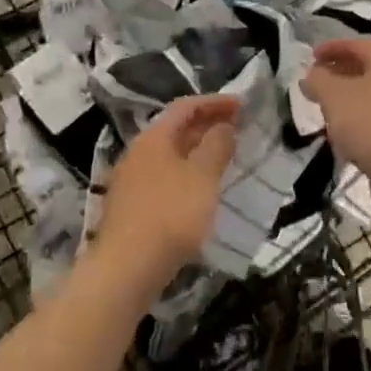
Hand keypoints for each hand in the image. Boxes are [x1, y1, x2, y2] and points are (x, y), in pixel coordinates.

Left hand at [96, 94, 238, 289]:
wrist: (127, 268)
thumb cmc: (170, 214)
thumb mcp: (203, 176)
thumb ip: (217, 145)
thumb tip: (224, 125)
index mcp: (153, 137)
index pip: (186, 107)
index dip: (215, 102)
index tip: (243, 106)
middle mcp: (139, 153)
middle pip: (176, 129)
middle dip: (209, 125)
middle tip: (239, 129)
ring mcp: (133, 181)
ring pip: (172, 155)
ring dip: (199, 151)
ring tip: (227, 157)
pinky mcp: (134, 207)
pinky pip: (167, 178)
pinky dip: (189, 174)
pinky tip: (204, 190)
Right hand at [301, 38, 370, 182]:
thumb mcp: (335, 97)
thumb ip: (319, 81)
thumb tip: (312, 75)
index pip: (359, 44)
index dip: (333, 47)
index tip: (311, 57)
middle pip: (369, 70)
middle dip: (340, 73)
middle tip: (316, 83)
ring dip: (350, 101)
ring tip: (326, 112)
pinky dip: (361, 125)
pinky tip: (346, 141)